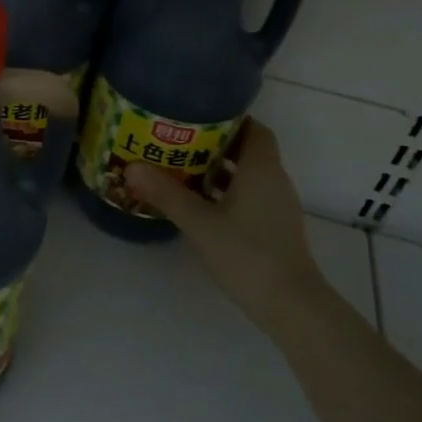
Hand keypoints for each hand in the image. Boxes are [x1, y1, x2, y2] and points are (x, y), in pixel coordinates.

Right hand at [124, 120, 330, 329]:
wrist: (290, 305)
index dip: (229, 119)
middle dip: (213, 144)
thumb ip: (166, 193)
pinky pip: (247, 196)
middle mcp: (273, 181)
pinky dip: (224, 192)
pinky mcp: (272, 227)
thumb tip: (131, 167)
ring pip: (245, 175)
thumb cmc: (247, 253)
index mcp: (261, 169)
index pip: (254, 129)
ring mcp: (275, 206)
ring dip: (216, 170)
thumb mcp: (199, 222)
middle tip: (175, 141)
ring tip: (178, 168)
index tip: (196, 116)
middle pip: (246, 150)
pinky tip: (197, 203)